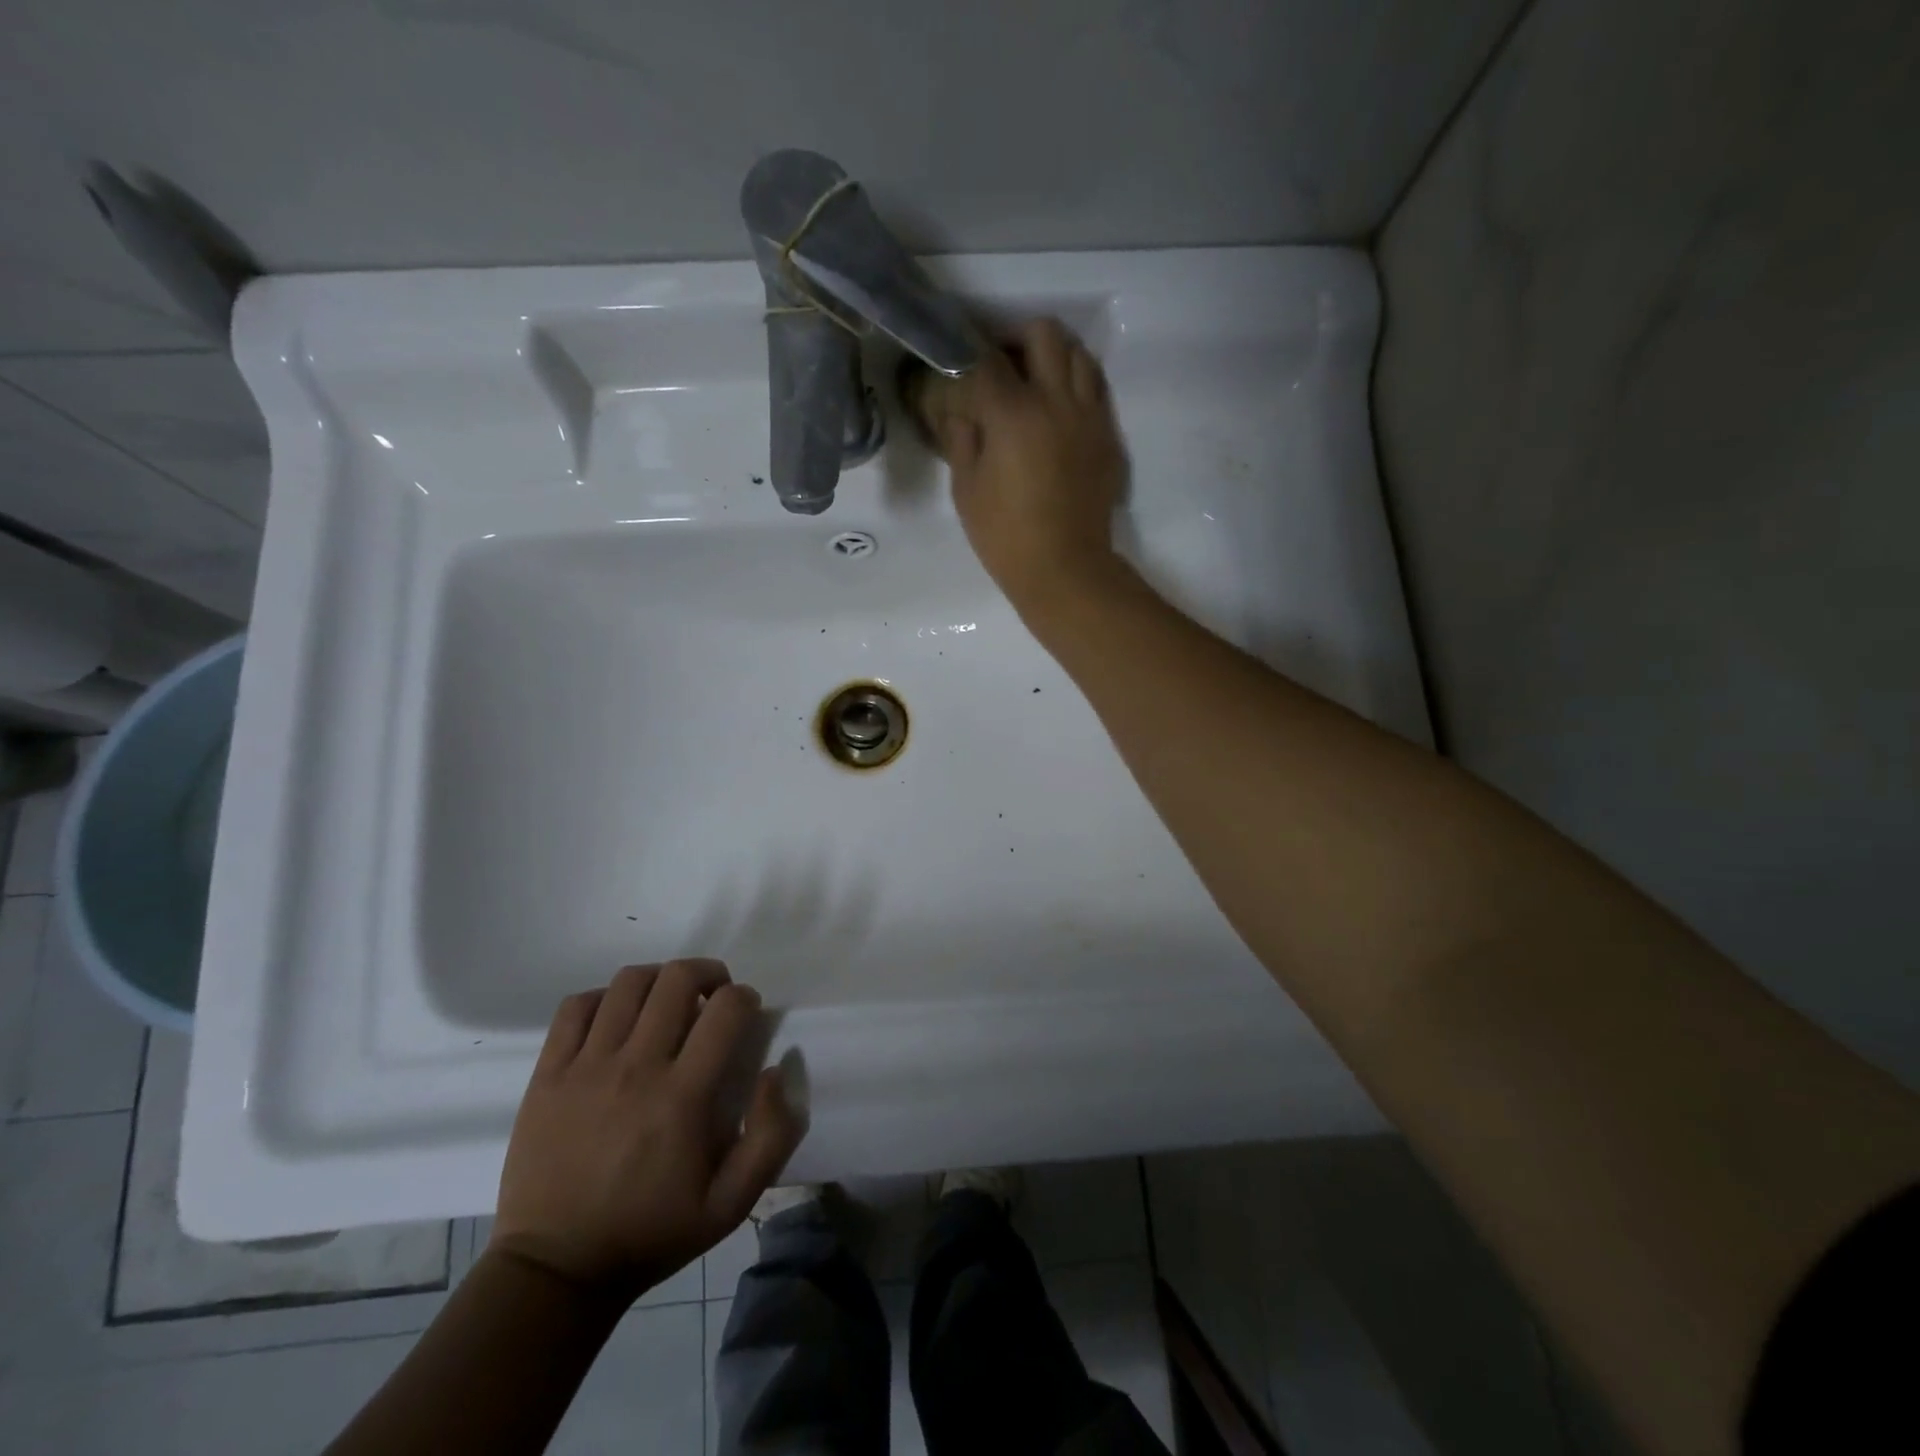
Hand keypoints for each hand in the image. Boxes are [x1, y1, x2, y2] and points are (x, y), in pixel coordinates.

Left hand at [489, 960, 801, 1303]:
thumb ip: (771, 1136)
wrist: (556, 1270)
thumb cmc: (651, 1232)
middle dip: (707, 973)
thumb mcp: (732, 1204)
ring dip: (658, 980)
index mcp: (683, 1097)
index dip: (745, 998)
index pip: (725, 1009)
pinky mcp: (548, 1075)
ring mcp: (586, 1068)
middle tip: (712, 997)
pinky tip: (615, 1020)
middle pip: (676, 979)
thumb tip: (775, 1071)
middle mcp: (636, 1068)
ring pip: (628, 983)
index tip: (746, 1014)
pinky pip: (576, 1007)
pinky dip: (603, 998)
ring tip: (666, 1002)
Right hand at [916, 318, 1127, 611]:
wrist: (1065, 568)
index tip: (960, 365)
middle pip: (1044, 334)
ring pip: (1079, 354)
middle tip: (1003, 364)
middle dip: (1019, 339)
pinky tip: (1060, 411)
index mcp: (1014, 413)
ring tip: (1037, 382)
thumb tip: (961, 412)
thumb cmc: (1006, 535)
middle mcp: (1056, 400)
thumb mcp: (967, 490)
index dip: (969, 355)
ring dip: (1055, 356)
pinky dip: (1077, 385)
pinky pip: (1096, 389)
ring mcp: (1089, 416)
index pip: (988, 361)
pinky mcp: (1107, 436)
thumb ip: (961, 440)